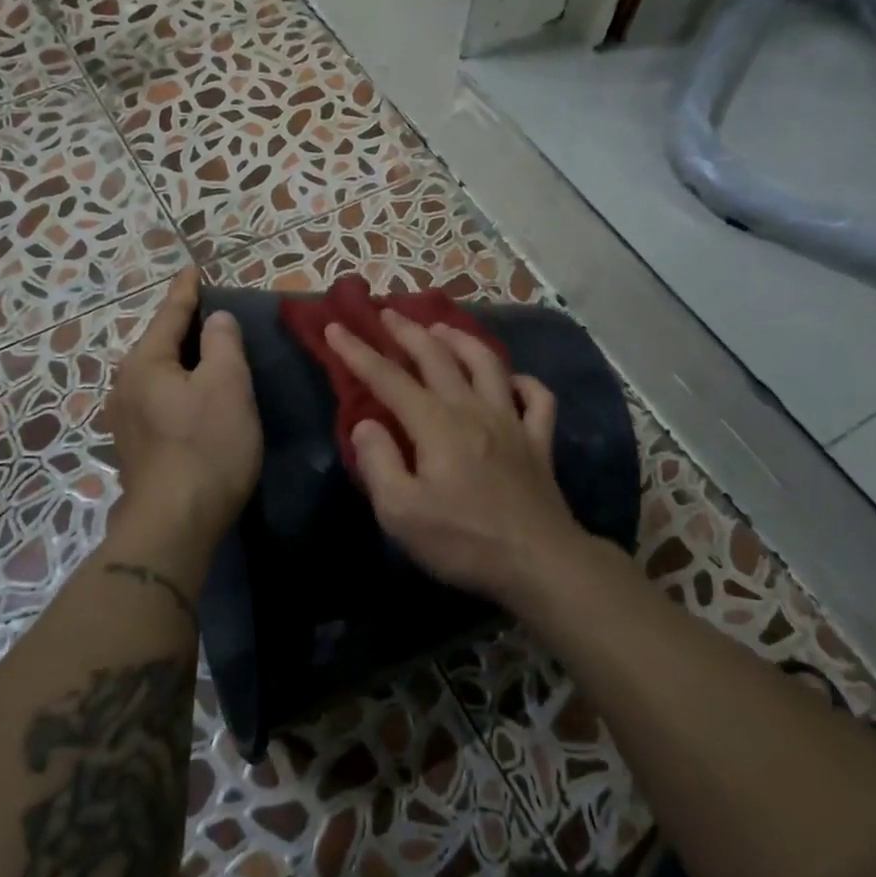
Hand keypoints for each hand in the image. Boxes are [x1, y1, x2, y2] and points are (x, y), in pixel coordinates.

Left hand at [106, 269, 261, 543]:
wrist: (174, 523)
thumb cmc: (207, 446)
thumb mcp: (227, 385)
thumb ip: (222, 343)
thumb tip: (216, 319)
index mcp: (144, 362)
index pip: (169, 314)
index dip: (186, 291)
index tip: (193, 269)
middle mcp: (124, 385)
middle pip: (158, 345)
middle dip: (184, 328)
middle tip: (212, 315)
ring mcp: (124, 420)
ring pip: (157, 376)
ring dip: (181, 363)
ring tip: (206, 356)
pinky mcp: (134, 448)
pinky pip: (158, 402)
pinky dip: (177, 391)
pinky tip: (193, 400)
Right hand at [325, 311, 592, 607]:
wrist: (539, 562)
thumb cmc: (463, 541)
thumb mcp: (401, 513)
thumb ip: (378, 462)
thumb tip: (366, 424)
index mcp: (436, 424)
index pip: (388, 378)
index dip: (358, 352)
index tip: (336, 327)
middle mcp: (473, 409)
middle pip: (437, 357)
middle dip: (407, 331)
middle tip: (387, 313)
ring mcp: (512, 421)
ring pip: (487, 364)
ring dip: (461, 340)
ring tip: (442, 328)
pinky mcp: (539, 441)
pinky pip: (537, 398)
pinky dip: (524, 382)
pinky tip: (512, 380)